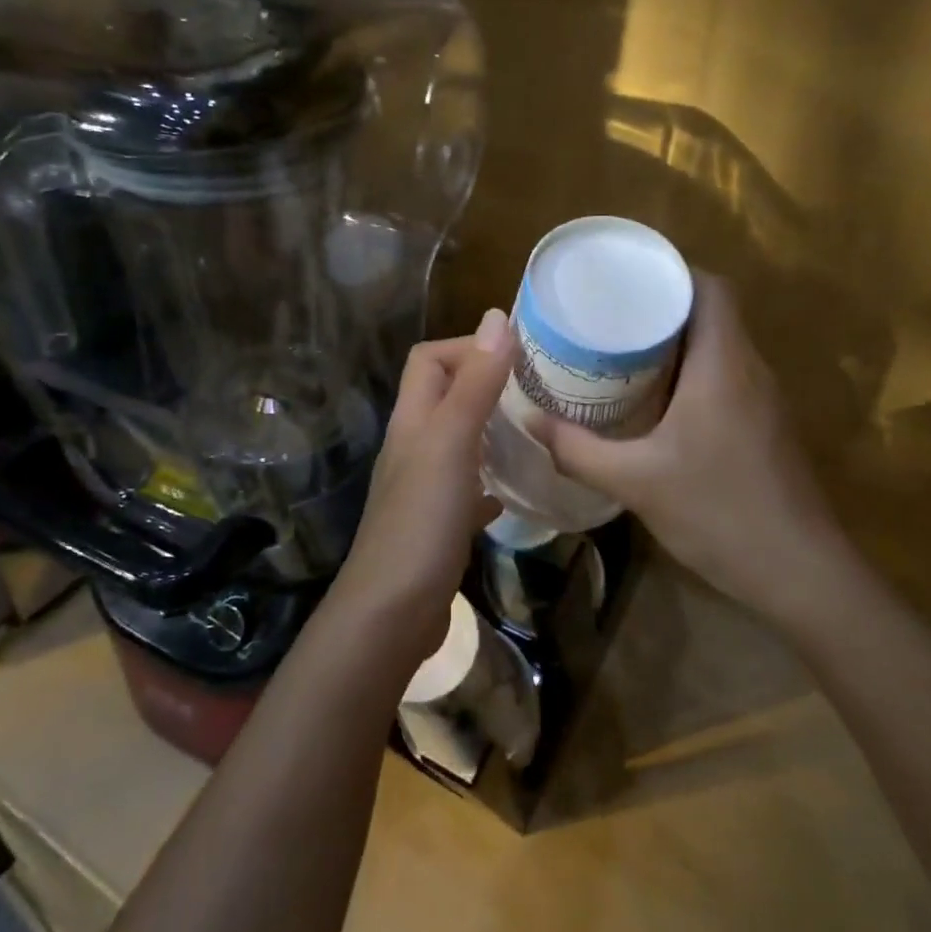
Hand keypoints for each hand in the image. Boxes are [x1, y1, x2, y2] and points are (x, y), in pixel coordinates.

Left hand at [332, 309, 514, 665]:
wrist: (392, 614)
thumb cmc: (422, 521)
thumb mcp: (452, 443)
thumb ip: (474, 383)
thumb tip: (496, 318)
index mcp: (413, 420)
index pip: (429, 360)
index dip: (467, 347)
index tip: (517, 357)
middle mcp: (414, 447)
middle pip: (445, 397)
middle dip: (487, 385)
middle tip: (538, 392)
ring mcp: (424, 488)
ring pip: (460, 442)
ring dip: (492, 431)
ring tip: (536, 431)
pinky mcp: (439, 525)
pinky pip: (468, 489)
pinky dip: (490, 481)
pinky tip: (514, 493)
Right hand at [532, 274, 850, 622]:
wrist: (801, 575)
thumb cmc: (720, 512)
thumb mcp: (635, 481)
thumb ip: (578, 449)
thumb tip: (529, 420)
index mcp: (724, 363)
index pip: (710, 287)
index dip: (670, 272)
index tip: (624, 279)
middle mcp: (749, 369)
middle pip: (711, 312)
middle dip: (660, 308)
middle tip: (607, 316)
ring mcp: (763, 400)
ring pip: (718, 346)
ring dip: (675, 342)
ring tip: (620, 351)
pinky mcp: (765, 426)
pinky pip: (724, 376)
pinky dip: (689, 373)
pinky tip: (654, 401)